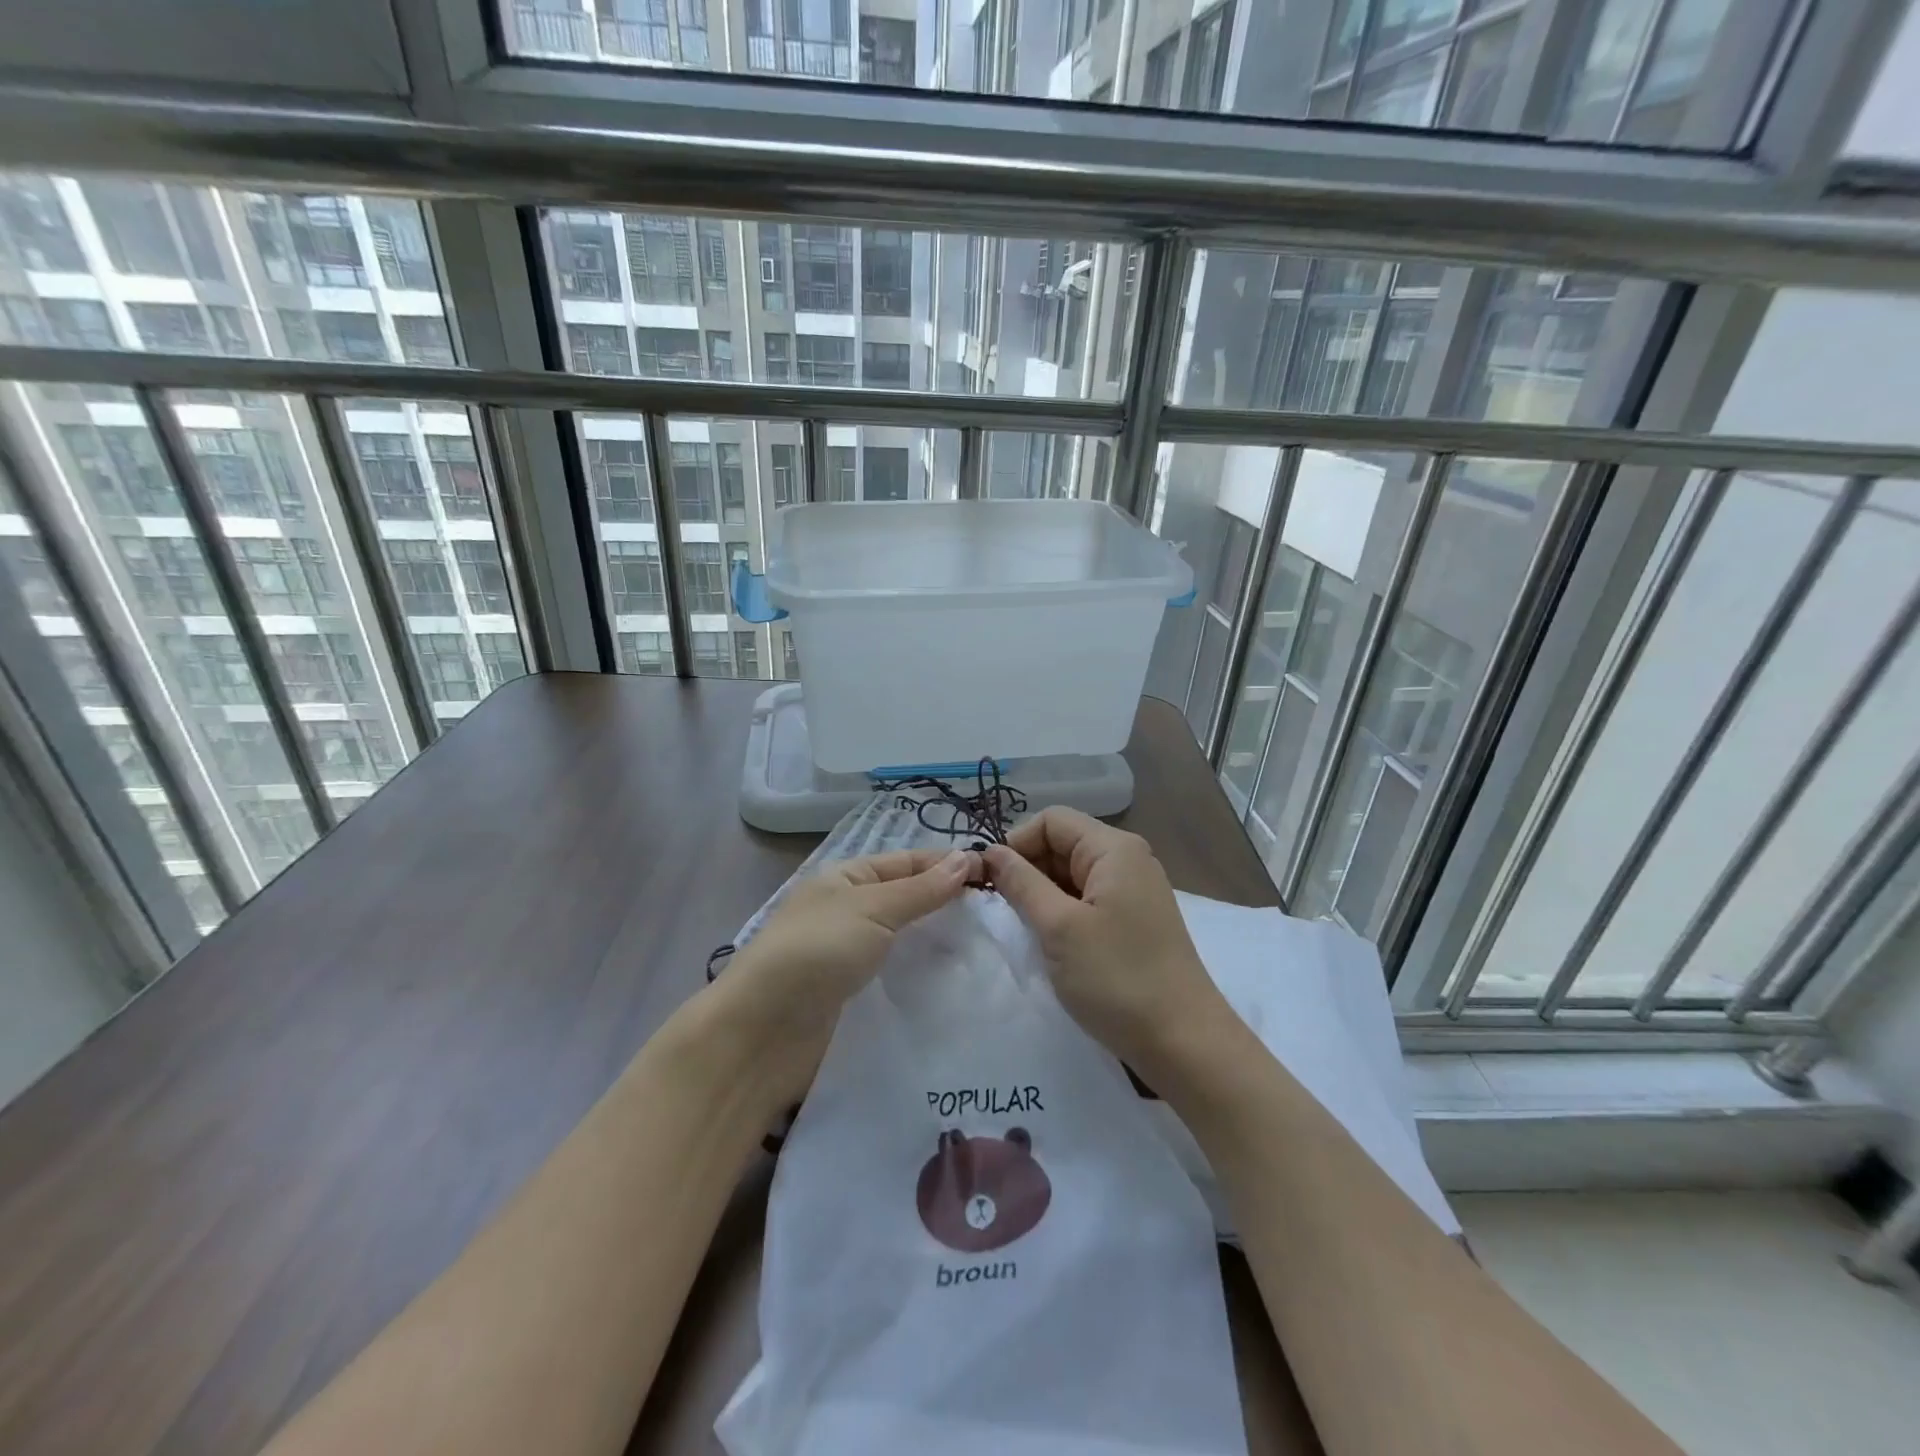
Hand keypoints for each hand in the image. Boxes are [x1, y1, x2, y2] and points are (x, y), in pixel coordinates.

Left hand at [706, 847, 979, 1106]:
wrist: (763, 1033)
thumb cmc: (816, 952)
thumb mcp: (872, 909)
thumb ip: (921, 888)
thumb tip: (967, 857)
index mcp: (846, 877)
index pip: (908, 862)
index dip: (948, 865)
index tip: (996, 875)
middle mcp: (848, 910)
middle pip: (907, 899)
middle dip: (947, 903)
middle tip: (1000, 913)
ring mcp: (849, 954)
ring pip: (904, 939)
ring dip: (938, 941)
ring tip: (989, 946)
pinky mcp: (853, 995)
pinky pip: (896, 974)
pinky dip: (923, 973)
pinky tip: (956, 980)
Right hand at [984, 809, 1231, 1079]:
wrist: (1183, 1043)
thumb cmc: (1117, 978)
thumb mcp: (1059, 927)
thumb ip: (1021, 883)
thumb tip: (990, 851)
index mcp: (1114, 849)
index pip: (1051, 820)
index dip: (1016, 843)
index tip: (991, 882)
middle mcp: (1128, 859)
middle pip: (1063, 843)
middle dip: (1028, 869)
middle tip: (1003, 909)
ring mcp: (1134, 890)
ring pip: (1072, 873)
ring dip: (1043, 893)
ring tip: (1026, 929)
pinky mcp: (1134, 919)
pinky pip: (1088, 898)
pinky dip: (1063, 911)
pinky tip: (1052, 941)